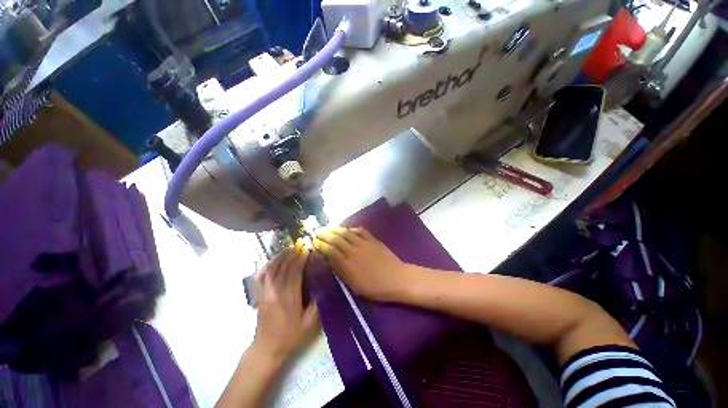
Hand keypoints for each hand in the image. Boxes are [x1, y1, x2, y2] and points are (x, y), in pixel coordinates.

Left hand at [252, 241, 318, 361]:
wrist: (266, 348)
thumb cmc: (291, 336)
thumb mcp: (310, 323)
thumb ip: (317, 303)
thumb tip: (322, 283)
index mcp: (289, 297)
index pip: (295, 271)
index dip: (301, 257)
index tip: (307, 247)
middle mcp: (276, 291)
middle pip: (284, 266)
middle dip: (293, 252)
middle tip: (301, 242)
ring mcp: (266, 292)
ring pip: (274, 268)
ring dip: (282, 255)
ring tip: (291, 246)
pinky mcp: (260, 294)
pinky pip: (264, 275)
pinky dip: (270, 264)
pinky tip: (275, 259)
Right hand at [314, 227, 413, 301]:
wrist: (397, 279)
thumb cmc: (376, 288)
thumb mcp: (355, 286)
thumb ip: (342, 272)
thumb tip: (331, 260)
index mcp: (348, 265)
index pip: (331, 251)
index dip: (321, 245)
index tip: (314, 242)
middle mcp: (354, 251)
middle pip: (337, 240)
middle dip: (325, 234)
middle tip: (317, 231)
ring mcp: (364, 244)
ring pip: (347, 233)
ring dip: (336, 229)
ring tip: (328, 228)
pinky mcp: (373, 240)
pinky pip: (360, 231)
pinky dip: (352, 229)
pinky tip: (347, 229)